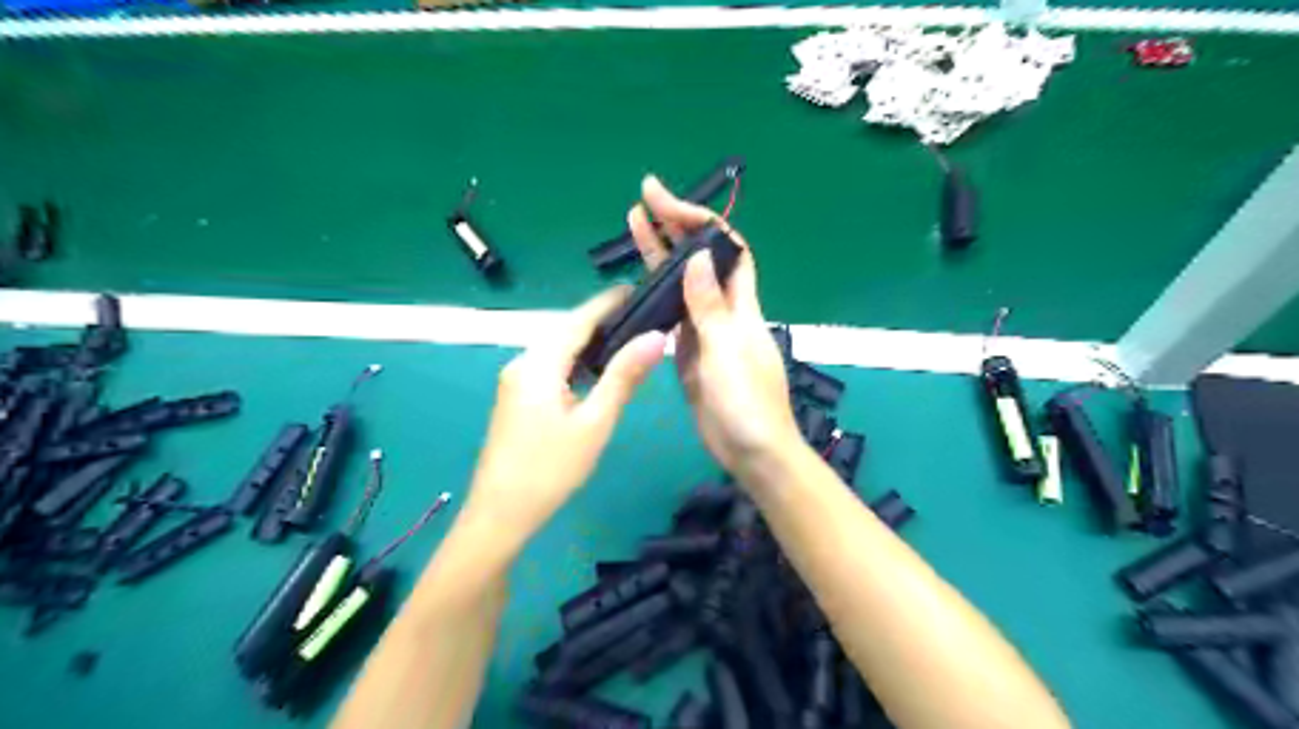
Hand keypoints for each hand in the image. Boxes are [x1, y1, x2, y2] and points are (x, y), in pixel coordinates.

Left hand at [463, 289, 662, 539]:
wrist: (499, 515)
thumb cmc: (550, 470)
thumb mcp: (594, 423)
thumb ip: (623, 377)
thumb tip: (655, 336)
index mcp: (538, 364)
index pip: (578, 319)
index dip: (609, 302)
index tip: (639, 288)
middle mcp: (522, 363)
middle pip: (565, 330)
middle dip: (601, 319)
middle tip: (642, 315)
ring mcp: (514, 382)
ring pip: (556, 349)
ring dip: (589, 341)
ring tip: (627, 339)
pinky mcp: (515, 399)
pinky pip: (549, 367)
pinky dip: (575, 362)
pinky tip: (596, 371)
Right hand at [624, 177, 797, 477]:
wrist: (750, 451)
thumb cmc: (747, 402)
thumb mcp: (726, 351)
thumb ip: (709, 306)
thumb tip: (694, 257)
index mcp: (741, 305)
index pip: (726, 249)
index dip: (702, 222)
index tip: (670, 203)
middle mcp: (724, 311)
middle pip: (699, 260)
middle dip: (675, 226)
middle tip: (644, 197)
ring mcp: (705, 332)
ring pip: (681, 286)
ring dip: (661, 256)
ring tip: (634, 224)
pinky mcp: (689, 354)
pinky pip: (671, 317)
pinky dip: (655, 297)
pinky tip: (636, 284)